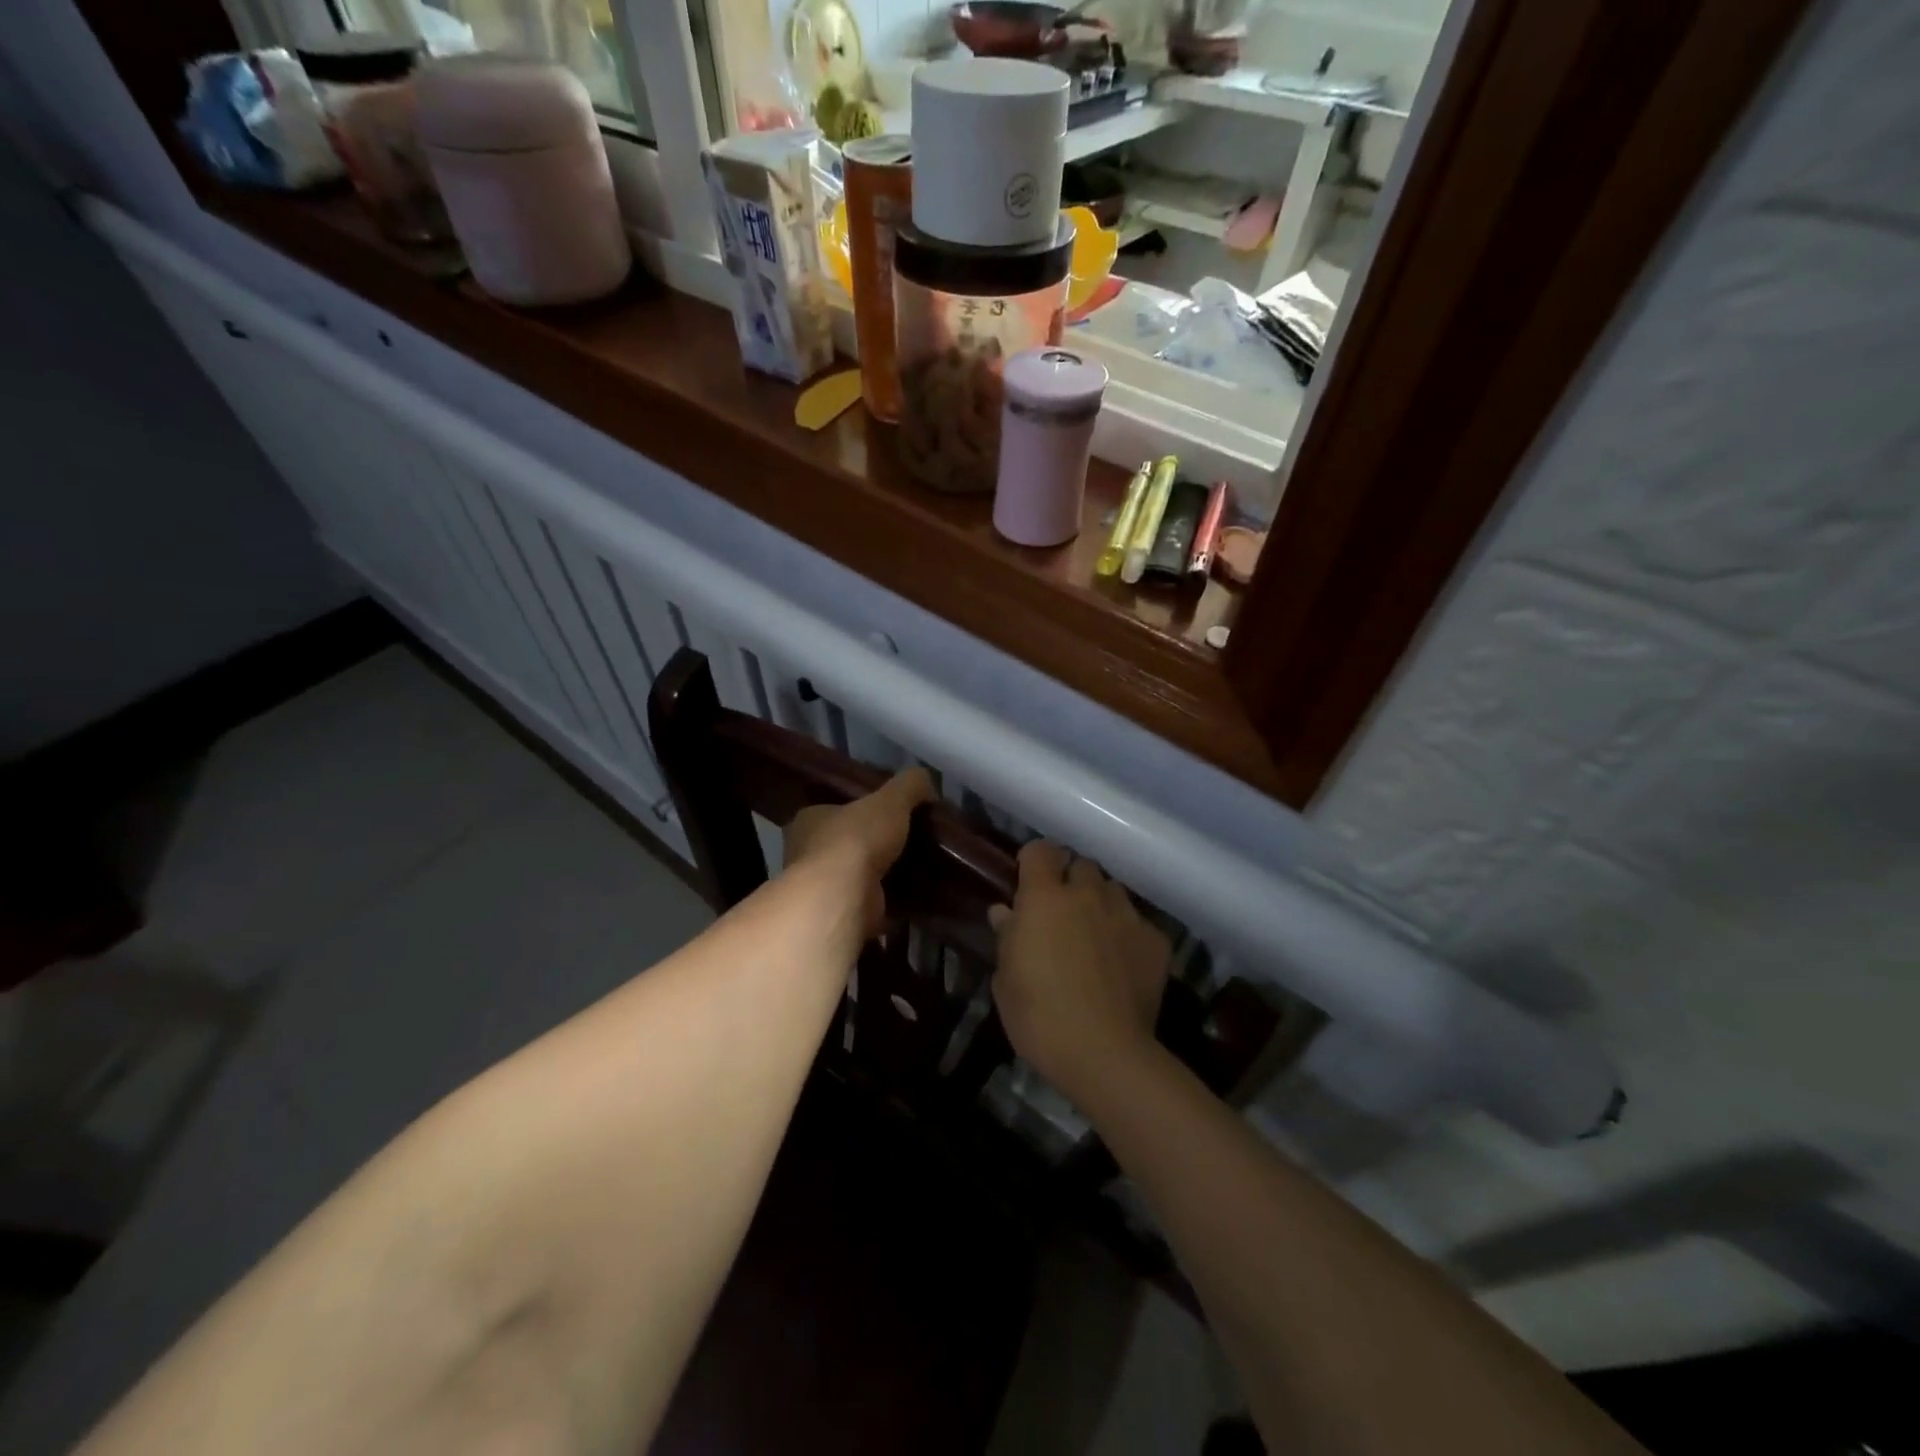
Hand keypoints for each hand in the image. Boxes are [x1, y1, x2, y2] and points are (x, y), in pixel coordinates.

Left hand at [783, 768, 934, 939]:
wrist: (843, 896)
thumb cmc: (857, 838)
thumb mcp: (891, 799)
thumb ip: (909, 785)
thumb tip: (926, 780)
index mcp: (810, 820)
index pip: (833, 810)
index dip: (859, 811)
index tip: (888, 814)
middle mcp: (806, 853)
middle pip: (844, 844)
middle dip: (871, 846)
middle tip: (906, 842)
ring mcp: (821, 888)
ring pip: (854, 877)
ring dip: (879, 876)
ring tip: (914, 870)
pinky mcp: (839, 914)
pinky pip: (867, 905)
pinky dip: (887, 903)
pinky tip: (911, 898)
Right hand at [989, 841, 1170, 1104]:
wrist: (1105, 1054)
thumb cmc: (1039, 1017)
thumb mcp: (1006, 980)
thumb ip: (1007, 938)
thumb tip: (1006, 912)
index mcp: (1045, 898)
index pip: (1041, 850)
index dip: (1034, 860)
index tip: (1028, 880)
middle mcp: (1088, 894)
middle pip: (1082, 866)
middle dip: (1071, 881)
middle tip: (1061, 912)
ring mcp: (1126, 915)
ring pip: (1113, 891)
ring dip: (1100, 904)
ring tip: (1095, 935)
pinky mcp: (1156, 941)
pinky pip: (1138, 923)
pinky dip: (1127, 934)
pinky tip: (1122, 964)